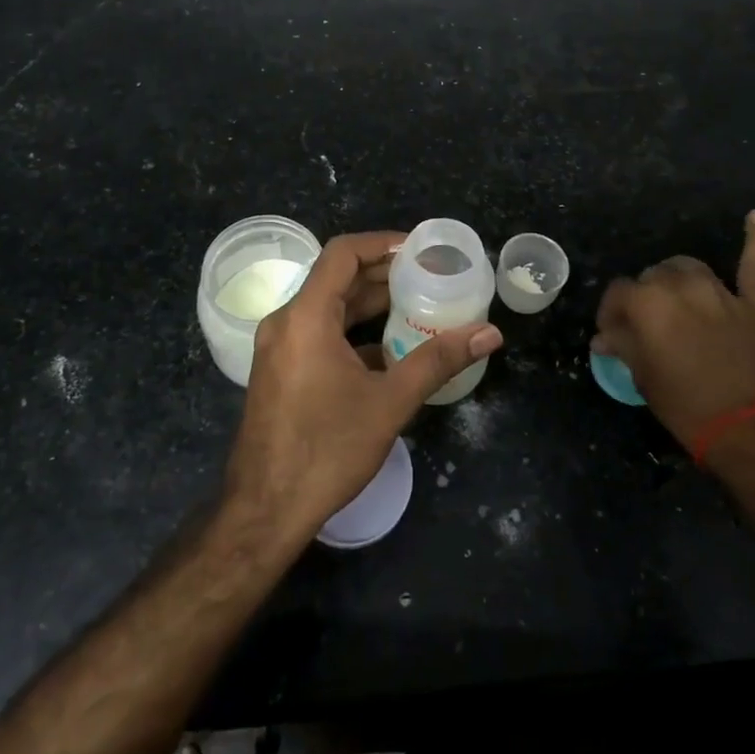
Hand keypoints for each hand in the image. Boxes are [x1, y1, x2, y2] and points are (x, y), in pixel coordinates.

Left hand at [223, 232, 503, 542]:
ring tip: (416, 306)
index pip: (343, 253)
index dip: (382, 243)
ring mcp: (278, 348)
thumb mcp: (390, 402)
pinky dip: (352, 332)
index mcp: (306, 316)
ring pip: (327, 308)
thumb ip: (439, 360)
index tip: (419, 250)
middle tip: (427, 277)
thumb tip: (489, 333)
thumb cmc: (327, 449)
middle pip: (336, 278)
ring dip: (368, 304)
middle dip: (382, 275)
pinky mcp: (279, 371)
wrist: (265, 510)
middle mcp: (286, 321)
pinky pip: (318, 334)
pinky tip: (388, 350)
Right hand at [592, 211, 754, 472]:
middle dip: (644, 298)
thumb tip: (604, 337)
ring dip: (676, 280)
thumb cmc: (688, 407)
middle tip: (645, 327)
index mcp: (647, 303)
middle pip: (652, 277)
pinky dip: (754, 239)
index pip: (618, 294)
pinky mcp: (754, 303)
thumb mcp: (644, 379)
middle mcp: (680, 287)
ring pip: (688, 269)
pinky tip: (754, 216)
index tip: (611, 334)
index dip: (611, 313)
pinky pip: (752, 264)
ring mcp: (720, 291)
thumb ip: (623, 347)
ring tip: (675, 299)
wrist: (754, 432)